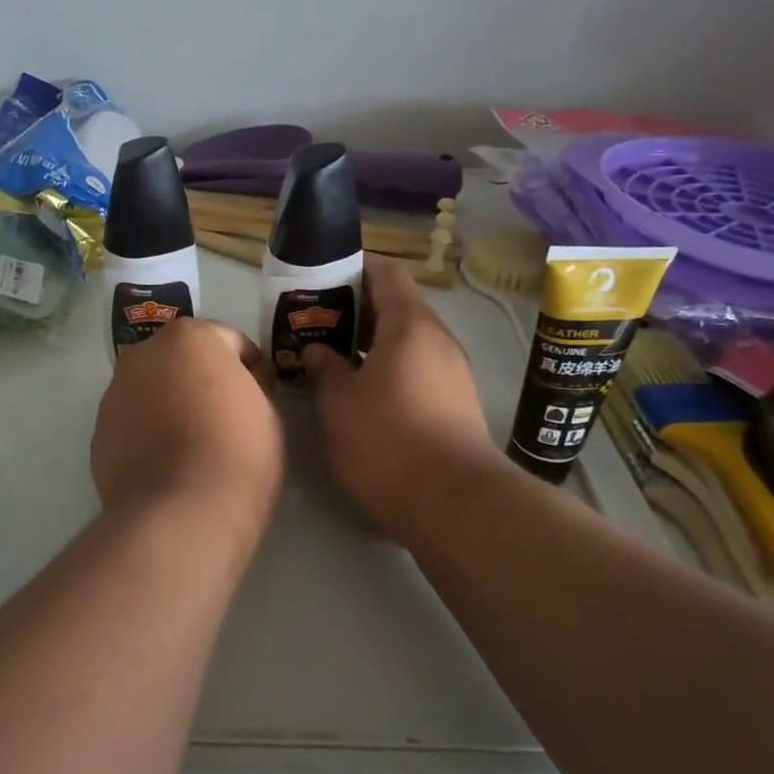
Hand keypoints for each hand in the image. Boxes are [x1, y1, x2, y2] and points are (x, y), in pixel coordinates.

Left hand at [91, 318, 284, 540]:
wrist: (179, 515)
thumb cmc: (237, 453)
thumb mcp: (268, 412)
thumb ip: (253, 385)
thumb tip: (241, 383)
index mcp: (189, 337)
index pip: (230, 342)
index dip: (251, 369)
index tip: (262, 397)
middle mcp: (143, 354)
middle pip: (183, 360)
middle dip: (204, 379)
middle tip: (227, 418)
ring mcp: (115, 393)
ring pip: (154, 389)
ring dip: (172, 403)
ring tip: (194, 445)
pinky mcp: (99, 432)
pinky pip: (134, 421)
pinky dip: (150, 432)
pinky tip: (169, 464)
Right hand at [302, 257, 504, 541]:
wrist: (453, 502)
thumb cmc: (387, 438)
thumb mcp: (339, 401)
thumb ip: (324, 368)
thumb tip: (319, 350)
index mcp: (410, 325)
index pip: (386, 274)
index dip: (354, 270)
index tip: (323, 280)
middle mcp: (438, 341)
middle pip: (397, 308)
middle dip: (356, 312)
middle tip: (318, 324)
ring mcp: (453, 374)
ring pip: (407, 344)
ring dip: (371, 346)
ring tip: (333, 360)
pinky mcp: (456, 406)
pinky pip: (417, 371)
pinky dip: (389, 371)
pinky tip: (361, 395)